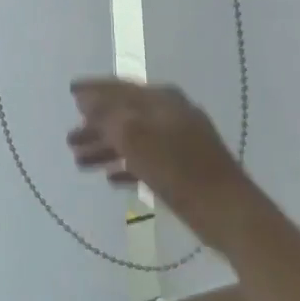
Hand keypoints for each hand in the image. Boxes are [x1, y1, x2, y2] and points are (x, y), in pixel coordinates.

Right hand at [68, 78, 255, 247]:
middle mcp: (170, 115)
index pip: (120, 88)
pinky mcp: (184, 169)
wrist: (229, 212)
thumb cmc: (178, 169)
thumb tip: (85, 99)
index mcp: (161, 100)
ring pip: (134, 139)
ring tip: (80, 163)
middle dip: (96, 127)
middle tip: (70, 140)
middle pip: (125, 115)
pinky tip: (110, 179)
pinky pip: (147, 161)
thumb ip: (107, 116)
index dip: (93, 91)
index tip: (70, 93)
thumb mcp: (135, 137)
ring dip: (106, 148)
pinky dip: (126, 166)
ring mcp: (179, 142)